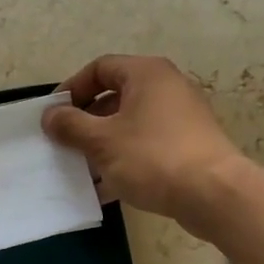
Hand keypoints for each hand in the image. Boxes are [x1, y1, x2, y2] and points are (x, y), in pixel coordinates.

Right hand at [42, 55, 246, 231]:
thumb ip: (70, 125)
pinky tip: (106, 187)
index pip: (100, 68)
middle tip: (65, 142)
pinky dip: (124, 159)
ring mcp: (181, 117)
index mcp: (146, 74)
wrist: (214, 194)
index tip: (54, 115)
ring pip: (130, 123)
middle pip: (115, 96)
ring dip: (102, 143)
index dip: (72, 88)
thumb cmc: (152, 157)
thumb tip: (50, 115)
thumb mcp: (101, 141)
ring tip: (82, 168)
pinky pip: (146, 144)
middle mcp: (167, 87)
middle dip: (85, 120)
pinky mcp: (188, 145)